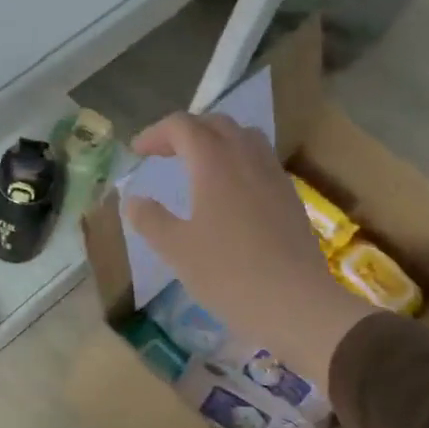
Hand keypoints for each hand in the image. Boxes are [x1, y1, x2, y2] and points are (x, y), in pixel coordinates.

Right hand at [124, 112, 376, 388]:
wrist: (295, 303)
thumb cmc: (227, 273)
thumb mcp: (175, 249)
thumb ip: (149, 219)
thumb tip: (133, 200)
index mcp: (214, 163)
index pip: (182, 126)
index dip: (155, 134)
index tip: (136, 153)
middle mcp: (246, 158)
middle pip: (215, 124)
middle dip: (185, 131)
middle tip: (163, 153)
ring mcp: (273, 176)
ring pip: (243, 137)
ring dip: (215, 140)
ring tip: (197, 165)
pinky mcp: (289, 197)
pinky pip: (260, 160)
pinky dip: (237, 160)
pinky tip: (229, 192)